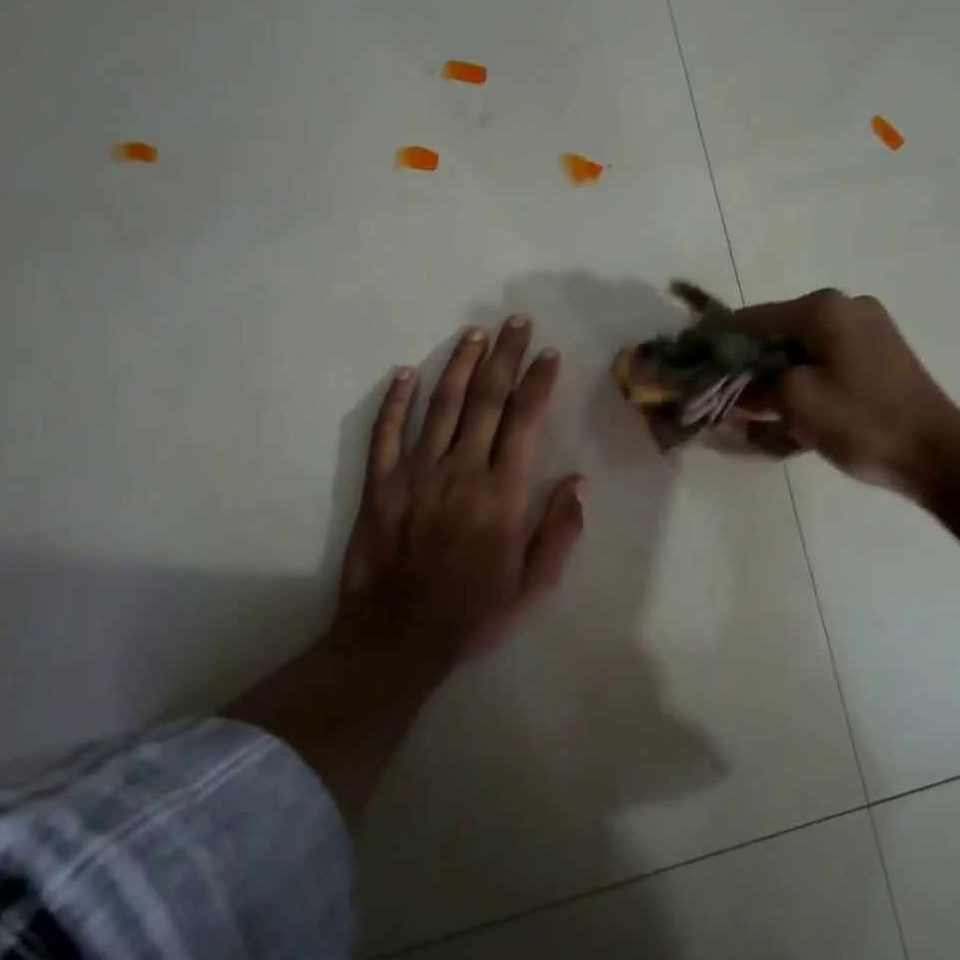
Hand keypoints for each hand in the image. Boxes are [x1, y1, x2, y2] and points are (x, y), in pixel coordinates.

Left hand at [334, 315, 586, 664]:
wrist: (397, 637)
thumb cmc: (473, 612)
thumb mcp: (533, 585)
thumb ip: (558, 531)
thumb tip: (579, 481)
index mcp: (502, 492)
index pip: (525, 420)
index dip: (539, 382)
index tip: (549, 354)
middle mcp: (462, 469)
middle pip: (488, 399)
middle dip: (506, 356)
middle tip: (516, 322)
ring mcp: (416, 472)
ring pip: (442, 404)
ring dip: (461, 364)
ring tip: (476, 334)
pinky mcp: (380, 483)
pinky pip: (386, 431)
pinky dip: (396, 399)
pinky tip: (407, 372)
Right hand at [735, 289, 959, 501]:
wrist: (939, 455)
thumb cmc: (862, 422)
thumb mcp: (794, 402)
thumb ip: (754, 386)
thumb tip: (734, 387)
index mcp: (823, 307)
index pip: (752, 319)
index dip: (720, 344)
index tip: (697, 369)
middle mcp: (846, 306)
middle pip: (778, 332)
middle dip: (751, 364)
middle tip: (730, 399)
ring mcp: (868, 328)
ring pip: (802, 348)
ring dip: (778, 376)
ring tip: (760, 411)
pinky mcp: (880, 353)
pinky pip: (827, 359)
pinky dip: (806, 379)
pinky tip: (796, 410)